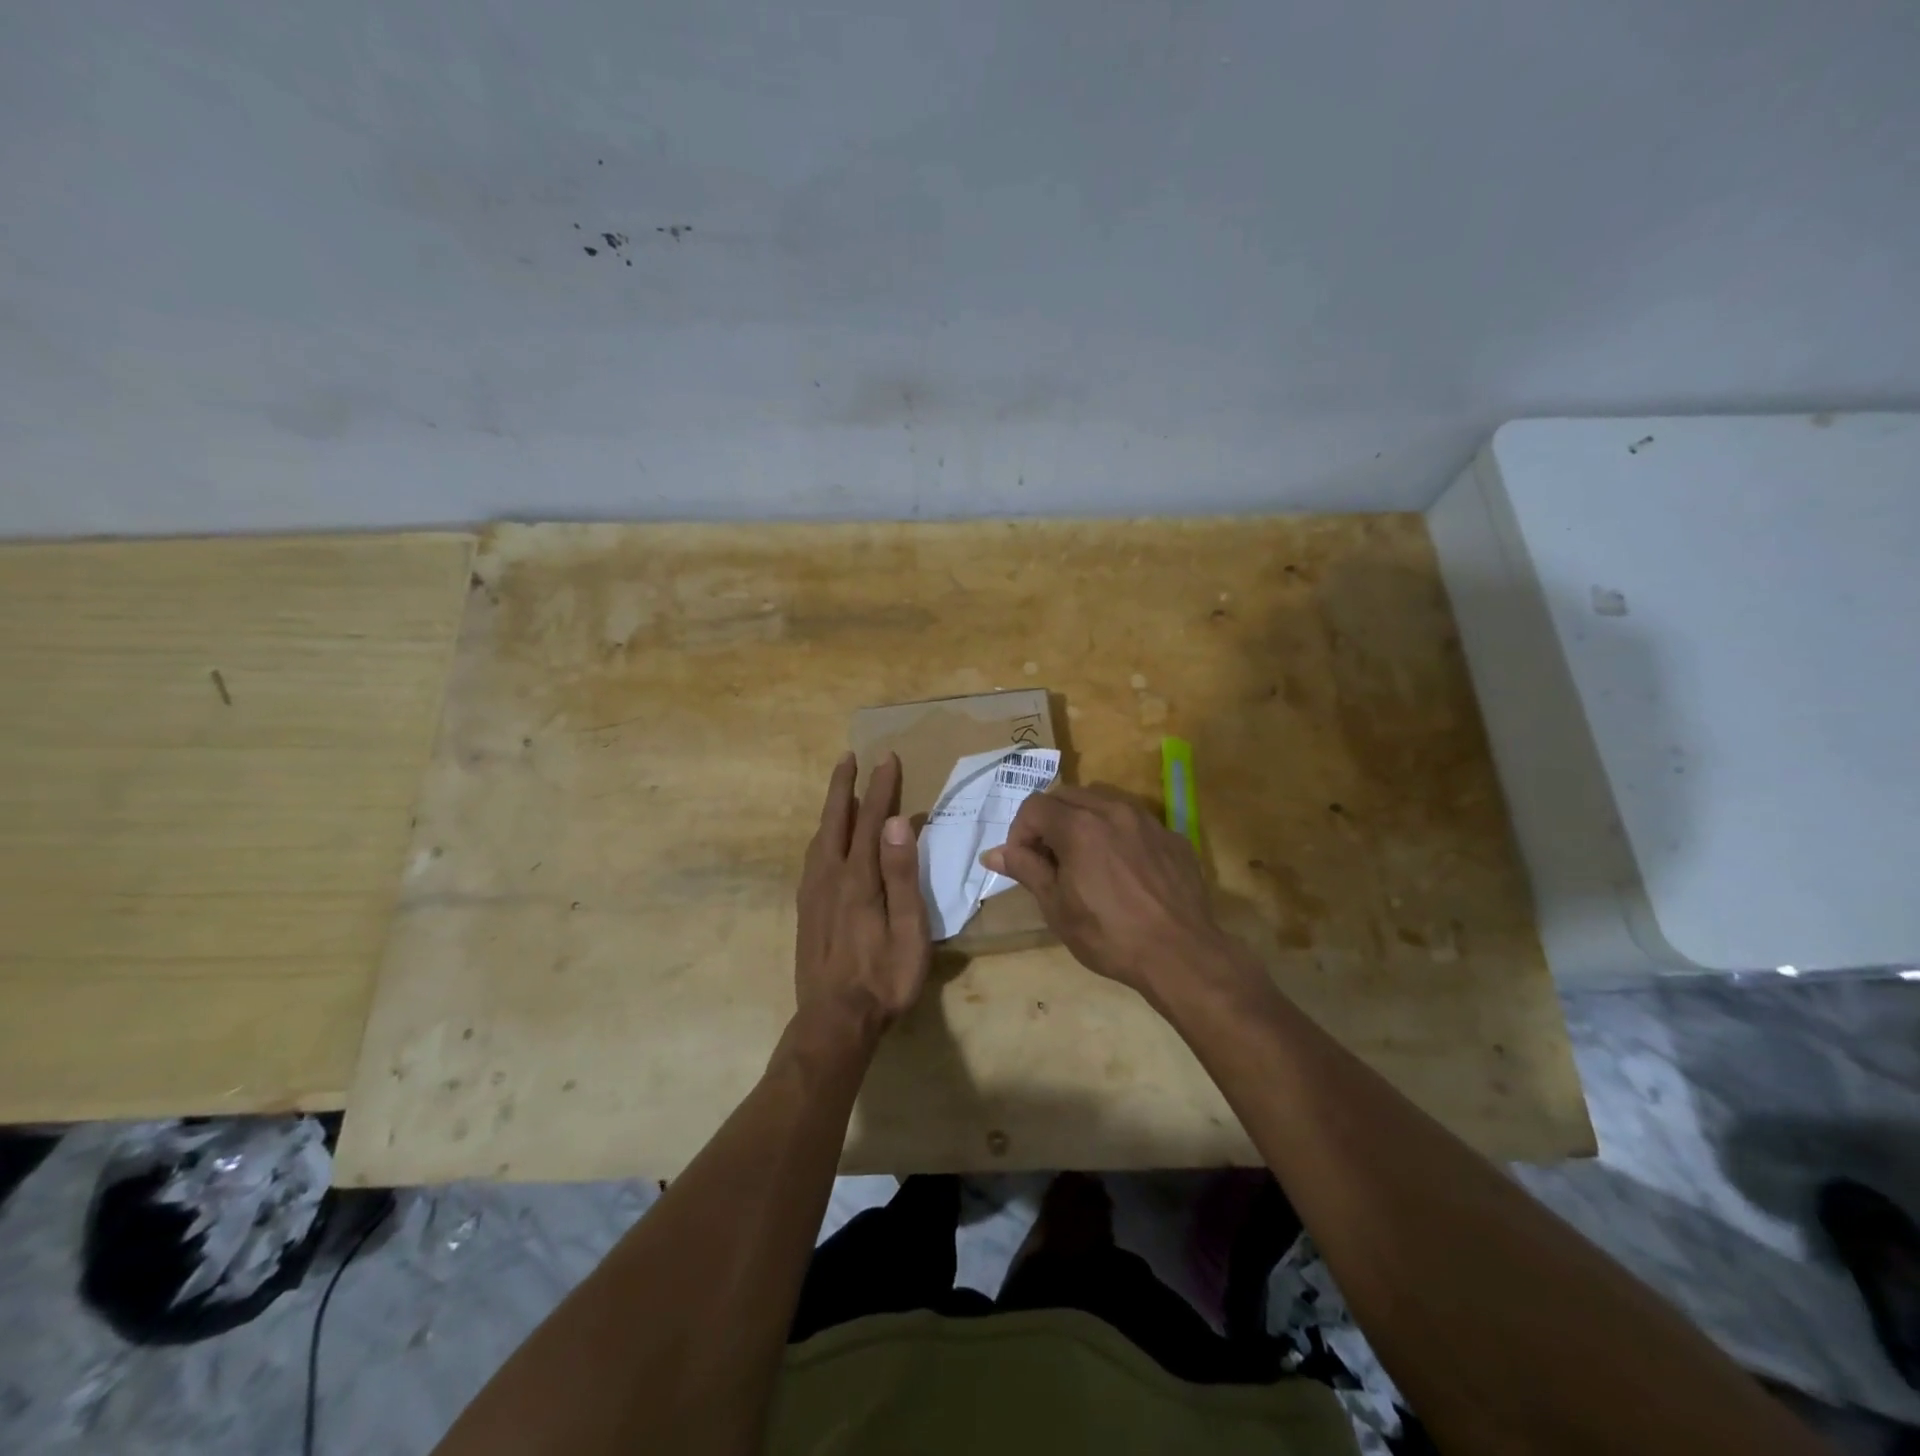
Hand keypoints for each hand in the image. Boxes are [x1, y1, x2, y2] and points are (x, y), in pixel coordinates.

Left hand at [794, 752, 930, 1041]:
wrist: (834, 1022)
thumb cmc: (883, 978)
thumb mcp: (908, 930)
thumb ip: (901, 875)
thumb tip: (897, 823)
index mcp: (859, 879)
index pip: (872, 821)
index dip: (880, 788)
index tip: (886, 759)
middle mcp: (830, 878)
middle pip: (835, 821)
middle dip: (843, 786)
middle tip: (849, 757)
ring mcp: (813, 895)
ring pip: (819, 839)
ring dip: (830, 809)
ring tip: (839, 791)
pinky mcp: (805, 911)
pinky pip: (812, 859)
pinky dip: (821, 836)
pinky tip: (825, 842)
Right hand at [981, 785, 1229, 996]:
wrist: (1181, 955)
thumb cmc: (1109, 936)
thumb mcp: (1057, 907)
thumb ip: (1026, 869)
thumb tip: (992, 853)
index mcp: (1079, 826)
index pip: (1034, 806)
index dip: (1020, 832)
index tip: (1025, 863)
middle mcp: (1113, 810)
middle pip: (1067, 795)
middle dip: (1050, 820)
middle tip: (1051, 860)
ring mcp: (1147, 821)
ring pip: (1103, 800)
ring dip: (1083, 820)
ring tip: (1085, 859)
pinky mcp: (1172, 836)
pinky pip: (1135, 821)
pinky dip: (1117, 833)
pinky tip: (1123, 869)